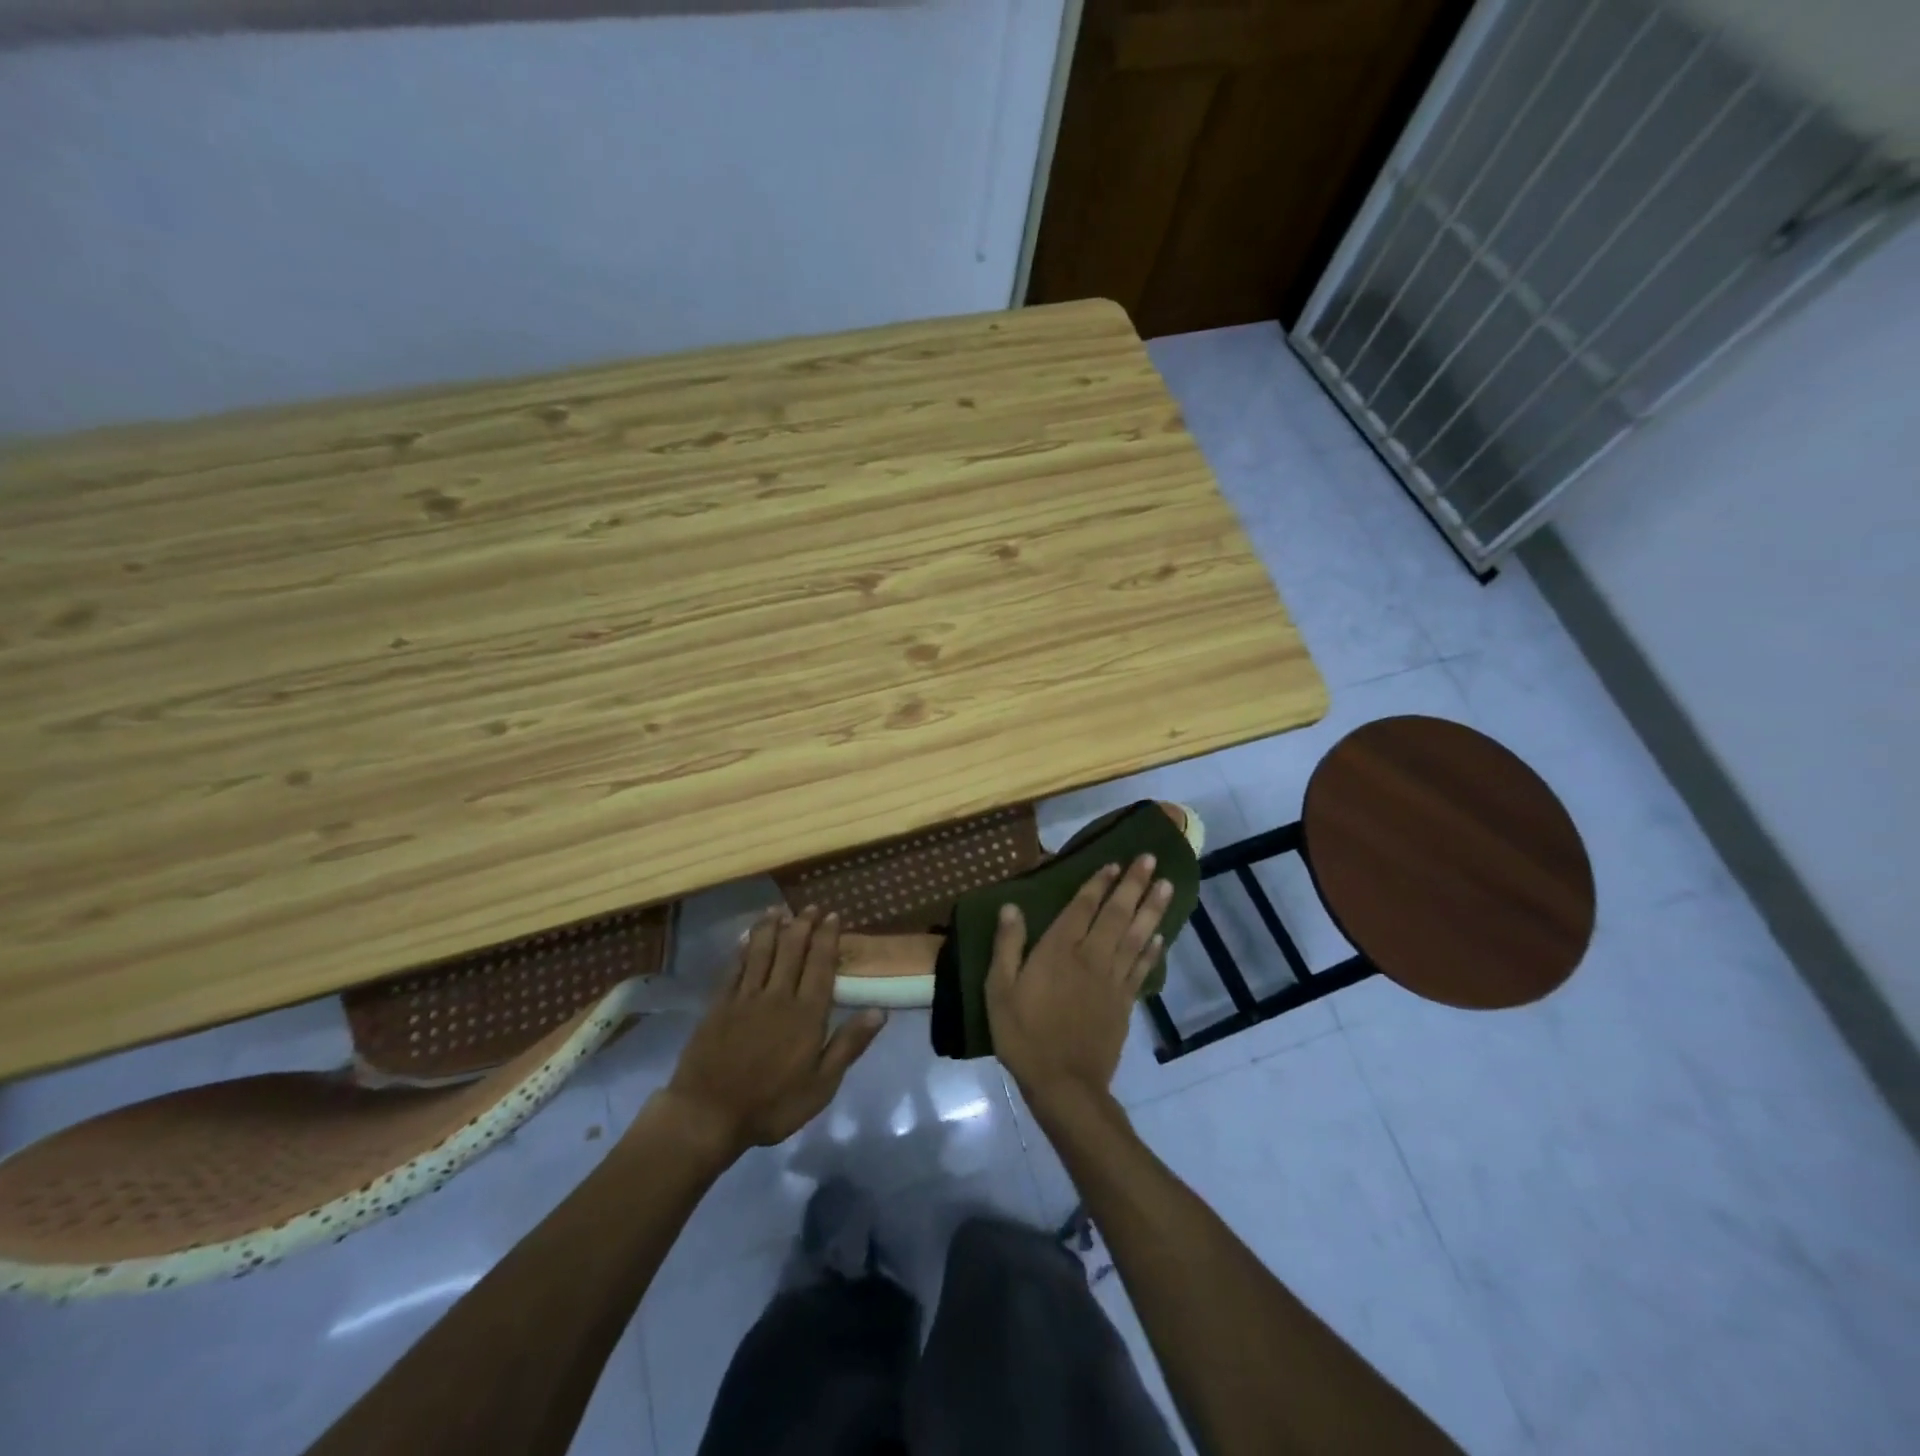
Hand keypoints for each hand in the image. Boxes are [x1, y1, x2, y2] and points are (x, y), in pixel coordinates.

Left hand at [660, 908, 884, 1156]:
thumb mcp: (821, 1086)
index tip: (833, 916)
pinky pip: (735, 967)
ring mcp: (745, 998)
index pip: (820, 965)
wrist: (707, 1115)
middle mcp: (778, 996)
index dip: (827, 938)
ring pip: (762, 951)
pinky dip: (744, 948)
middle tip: (811, 907)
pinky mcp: (719, 1004)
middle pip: (792, 950)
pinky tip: (748, 937)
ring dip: (772, 927)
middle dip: (803, 924)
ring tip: (780, 909)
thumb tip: (880, 1010)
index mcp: (806, 1014)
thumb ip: (849, 1045)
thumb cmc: (772, 1105)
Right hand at [985, 855, 1171, 1110]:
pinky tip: (1162, 935)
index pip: (1083, 907)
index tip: (1115, 862)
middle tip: (1151, 859)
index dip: (1098, 883)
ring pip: (1137, 936)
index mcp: (1059, 950)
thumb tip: (1011, 906)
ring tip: (1167, 885)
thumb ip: (1007, 946)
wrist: (1064, 1084)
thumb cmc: (1024, 1035)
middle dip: (1134, 884)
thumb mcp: (1000, 990)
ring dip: (1152, 909)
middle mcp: (1091, 957)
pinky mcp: (1125, 1002)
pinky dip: (1153, 950)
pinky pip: (1142, 968)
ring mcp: (1112, 980)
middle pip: (1116, 914)